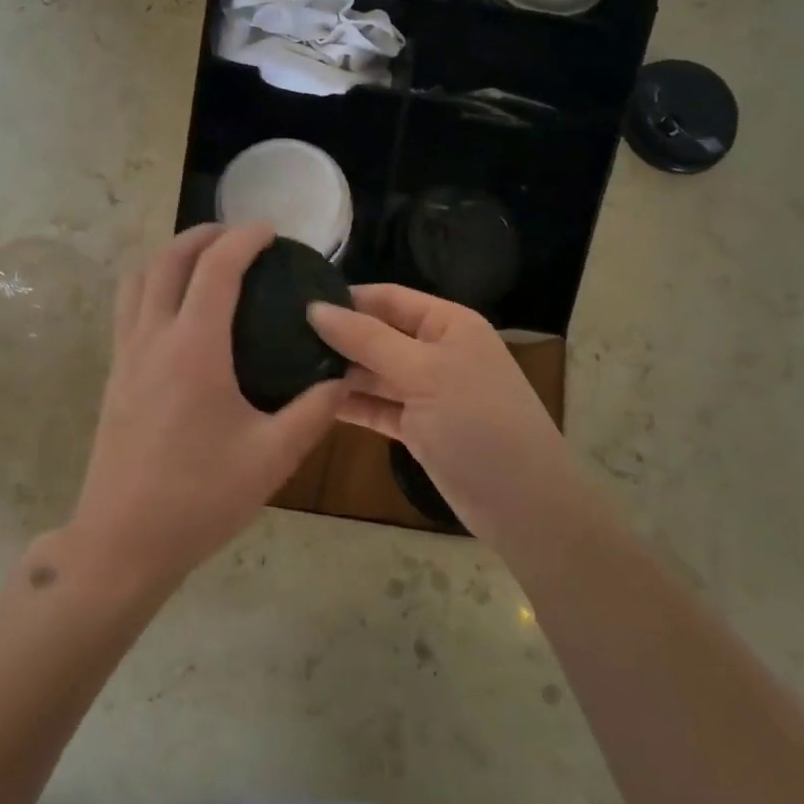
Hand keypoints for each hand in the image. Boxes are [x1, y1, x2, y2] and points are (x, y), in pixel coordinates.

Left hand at [66, 224, 344, 595]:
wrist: (123, 541)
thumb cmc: (200, 497)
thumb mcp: (272, 457)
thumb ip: (313, 411)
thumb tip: (343, 378)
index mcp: (193, 349)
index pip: (216, 268)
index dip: (244, 239)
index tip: (270, 232)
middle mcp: (153, 338)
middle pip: (168, 259)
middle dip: (204, 235)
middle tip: (239, 237)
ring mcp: (126, 355)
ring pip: (138, 279)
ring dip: (171, 256)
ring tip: (204, 263)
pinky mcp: (114, 375)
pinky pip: (128, 308)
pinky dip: (152, 285)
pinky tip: (178, 312)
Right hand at [308, 285, 580, 556]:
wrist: (524, 506)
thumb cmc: (478, 424)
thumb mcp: (423, 373)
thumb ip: (367, 339)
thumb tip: (314, 307)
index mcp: (447, 324)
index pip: (387, 298)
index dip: (345, 298)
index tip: (294, 303)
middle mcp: (436, 351)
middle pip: (377, 333)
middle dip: (337, 337)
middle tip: (279, 338)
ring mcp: (427, 391)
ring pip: (374, 372)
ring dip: (338, 372)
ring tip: (285, 367)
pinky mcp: (417, 427)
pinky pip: (376, 406)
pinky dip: (349, 404)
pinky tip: (310, 401)